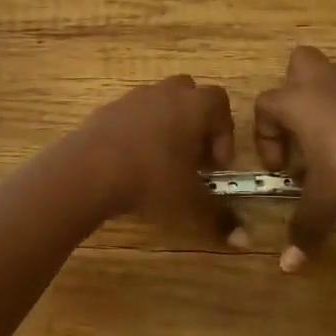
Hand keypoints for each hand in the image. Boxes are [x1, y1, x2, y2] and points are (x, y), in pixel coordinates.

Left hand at [74, 75, 238, 239]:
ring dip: (166, 125)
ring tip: (161, 161)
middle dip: (196, 122)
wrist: (89, 169)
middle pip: (190, 94)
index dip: (224, 132)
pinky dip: (138, 131)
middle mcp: (165, 93)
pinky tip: (131, 161)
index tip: (215, 165)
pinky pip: (132, 114)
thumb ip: (218, 219)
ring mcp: (133, 98)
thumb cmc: (150, 179)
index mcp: (193, 106)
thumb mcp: (189, 203)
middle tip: (192, 157)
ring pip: (159, 102)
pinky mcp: (107, 109)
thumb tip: (246, 242)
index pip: (220, 103)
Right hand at [253, 46, 335, 268]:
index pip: (265, 105)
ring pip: (334, 73)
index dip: (265, 136)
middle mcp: (325, 84)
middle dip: (294, 88)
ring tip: (335, 138)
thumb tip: (286, 266)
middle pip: (299, 61)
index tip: (282, 169)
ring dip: (328, 98)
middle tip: (301, 128)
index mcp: (298, 102)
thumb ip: (304, 228)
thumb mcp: (326, 203)